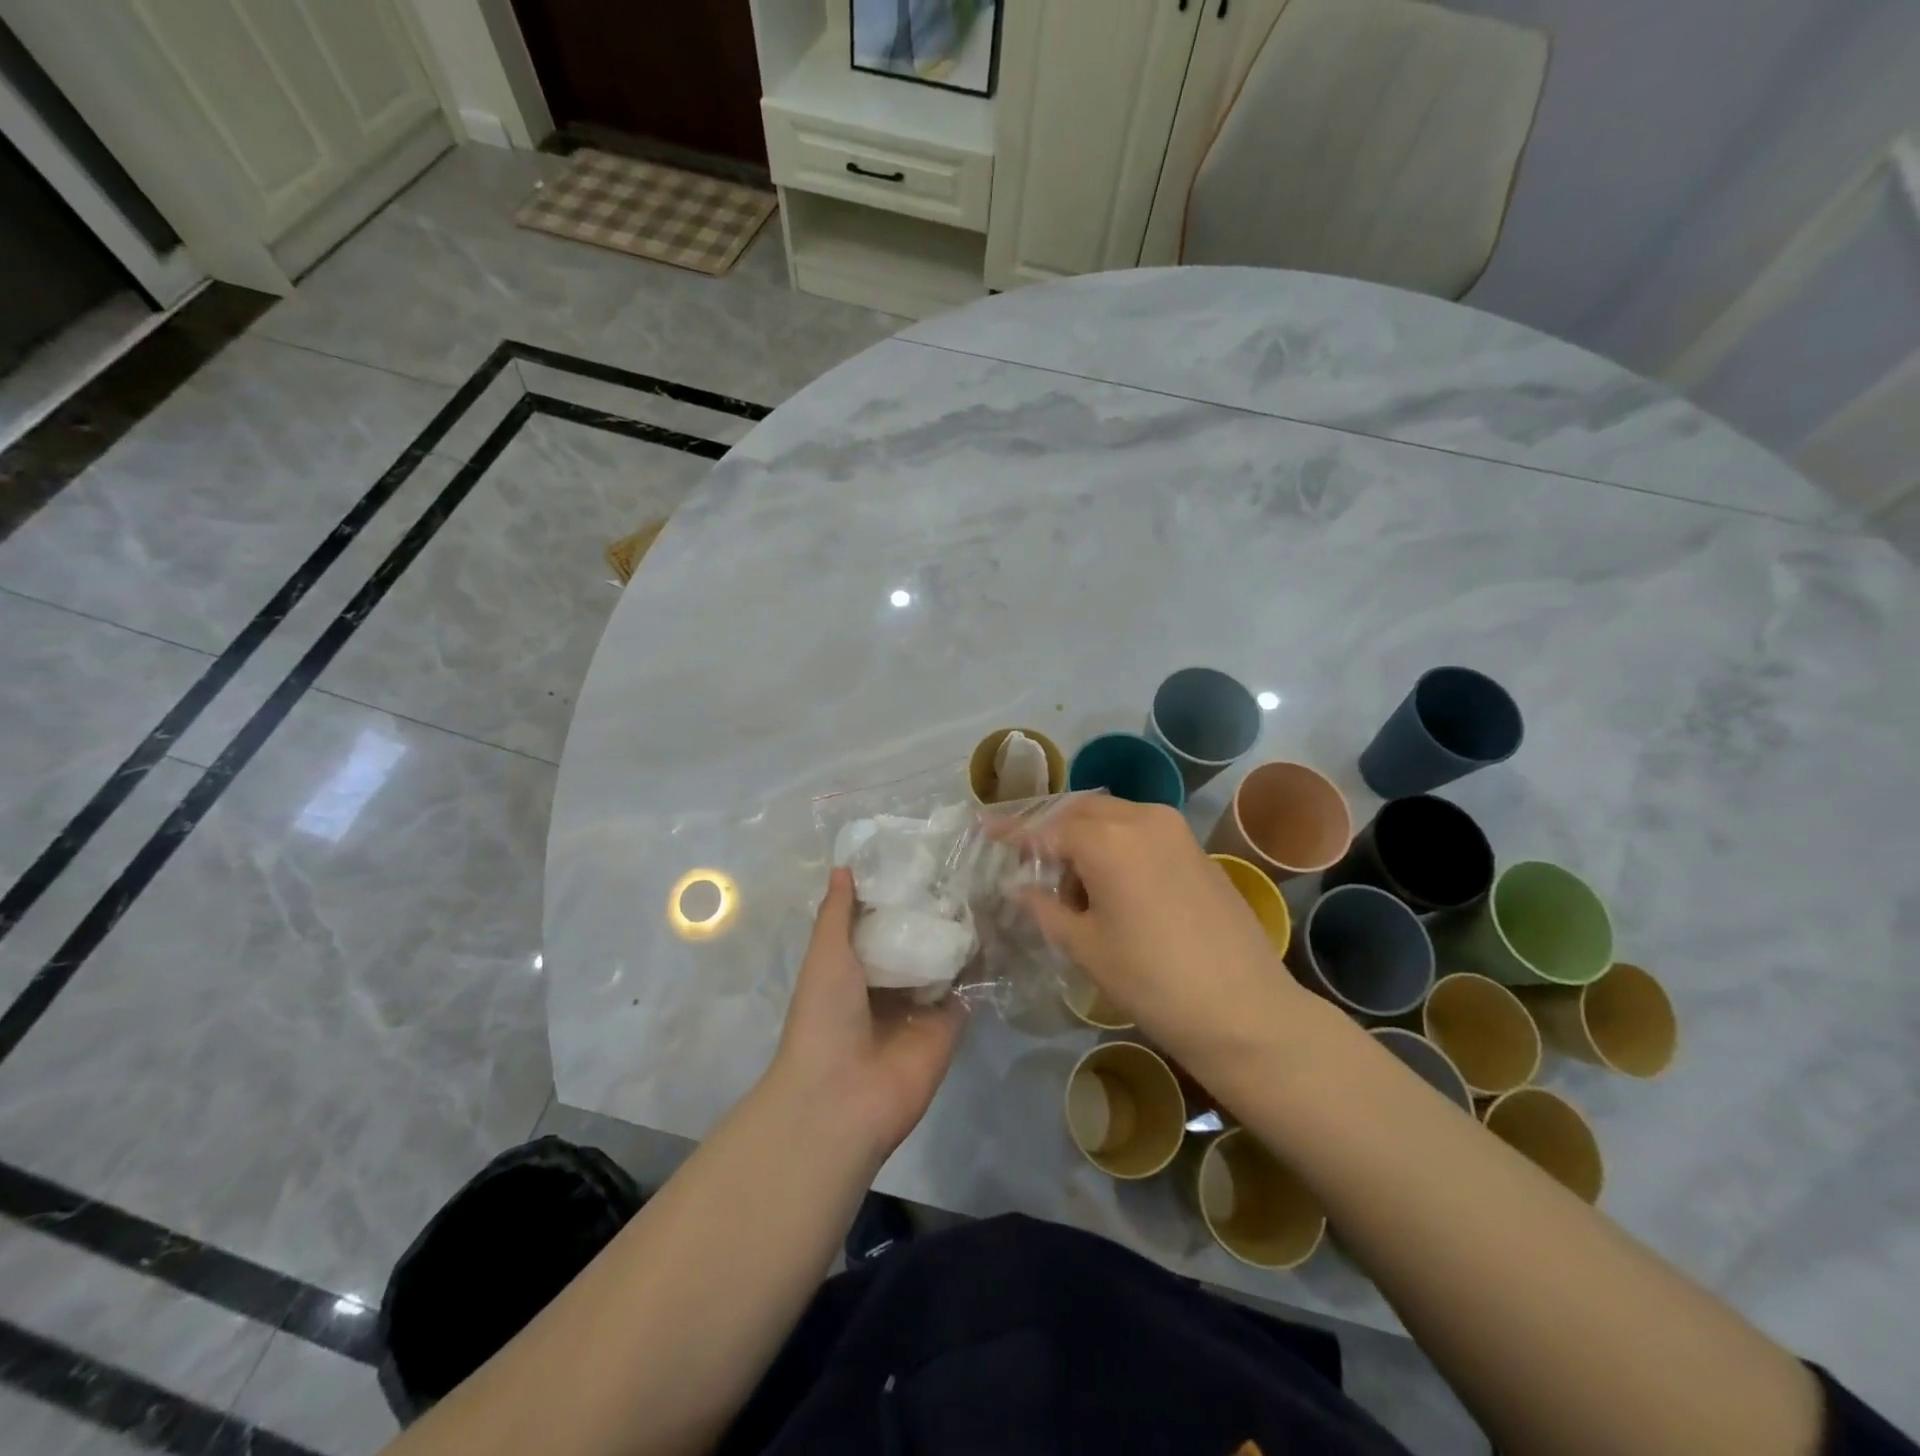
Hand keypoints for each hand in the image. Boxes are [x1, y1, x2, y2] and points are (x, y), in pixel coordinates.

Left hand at [772, 868, 964, 1159]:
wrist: (842, 1096)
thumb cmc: (823, 1016)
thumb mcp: (825, 953)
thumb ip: (838, 912)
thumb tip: (843, 867)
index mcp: (853, 967)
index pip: (881, 923)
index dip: (898, 895)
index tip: (924, 857)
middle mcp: (888, 983)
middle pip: (916, 940)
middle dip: (935, 911)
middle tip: (967, 865)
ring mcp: (921, 1006)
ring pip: (945, 961)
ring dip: (961, 933)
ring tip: (989, 887)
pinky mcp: (949, 1026)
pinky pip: (969, 990)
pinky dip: (982, 965)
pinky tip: (1001, 928)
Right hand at [1020, 796, 1312, 1068]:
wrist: (1242, 1009)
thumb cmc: (1151, 980)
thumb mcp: (1085, 947)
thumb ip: (1044, 907)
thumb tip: (1019, 887)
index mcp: (1106, 839)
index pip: (1046, 828)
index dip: (1014, 832)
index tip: (987, 829)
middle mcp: (1141, 818)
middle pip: (1081, 811)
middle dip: (1052, 830)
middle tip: (1030, 862)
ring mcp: (1176, 830)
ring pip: (1114, 817)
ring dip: (1086, 837)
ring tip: (1073, 884)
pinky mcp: (1197, 848)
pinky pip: (1142, 831)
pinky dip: (1117, 844)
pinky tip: (1113, 884)